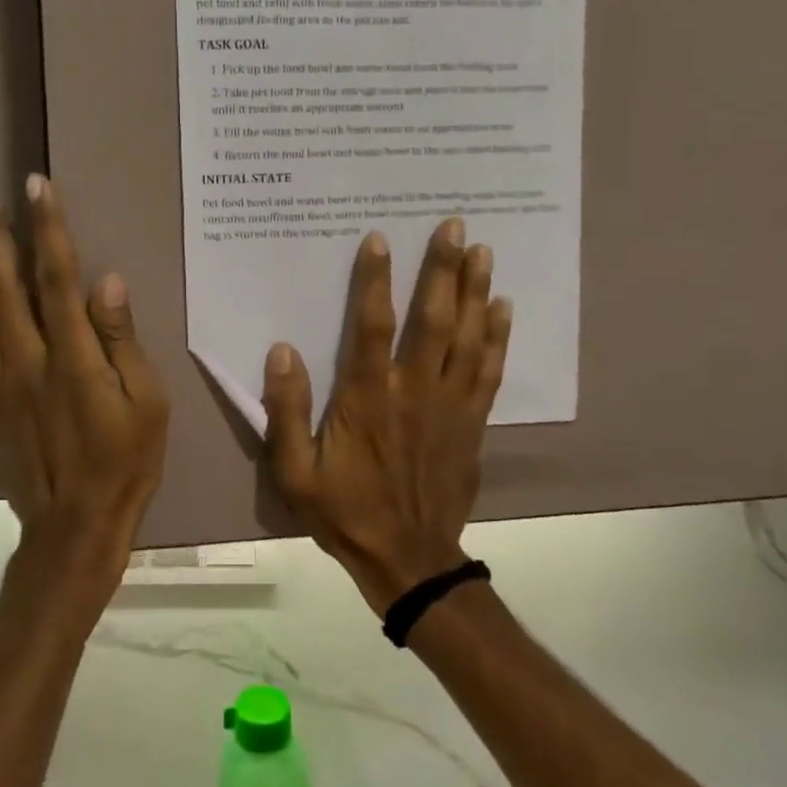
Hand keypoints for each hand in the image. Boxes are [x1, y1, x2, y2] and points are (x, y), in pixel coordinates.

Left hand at [0, 174, 169, 574]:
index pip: (56, 277)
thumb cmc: (124, 462)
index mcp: (71, 356)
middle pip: (4, 284)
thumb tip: (109, 282)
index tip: (37, 187)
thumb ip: (123, 340)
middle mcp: (26, 359)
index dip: (48, 227)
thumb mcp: (146, 404)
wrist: (72, 526)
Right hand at [261, 218, 511, 612]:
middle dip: (444, 270)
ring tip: (483, 251)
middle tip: (455, 226)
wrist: (408, 560)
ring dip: (476, 292)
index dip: (376, 280)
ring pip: (468, 338)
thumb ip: (285, 411)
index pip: (372, 326)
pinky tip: (503, 308)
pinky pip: (490, 371)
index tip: (381, 239)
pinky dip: (498, 337)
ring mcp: (451, 405)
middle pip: (434, 320)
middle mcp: (415, 390)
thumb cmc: (345, 511)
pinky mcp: (473, 422)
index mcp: (369, 398)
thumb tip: (283, 351)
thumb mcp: (295, 471)